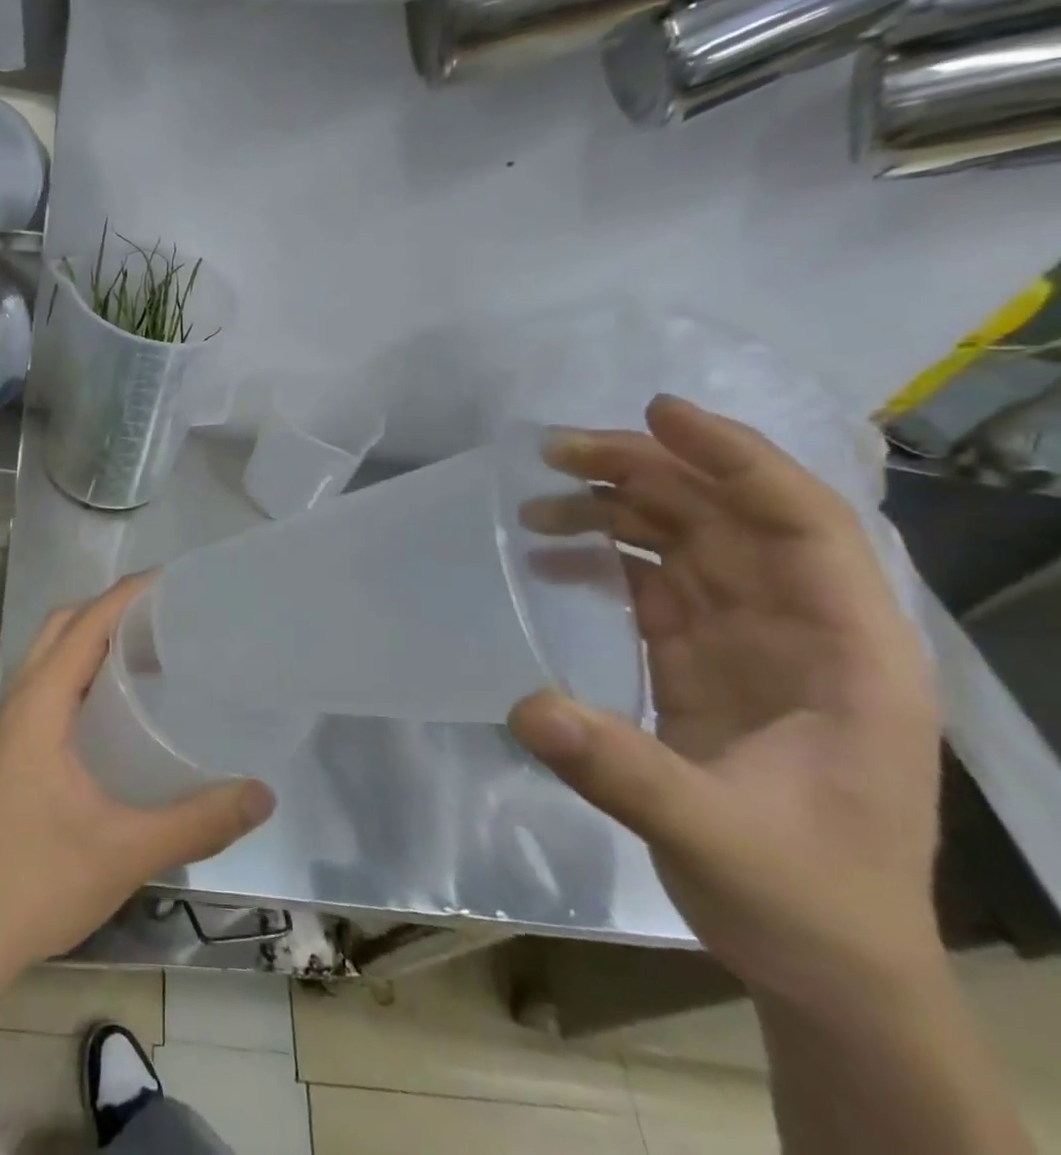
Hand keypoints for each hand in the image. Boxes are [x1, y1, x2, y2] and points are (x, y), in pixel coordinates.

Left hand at [0, 576, 276, 980]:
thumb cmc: (42, 881)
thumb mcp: (128, 850)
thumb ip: (199, 820)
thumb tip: (263, 793)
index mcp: (40, 705)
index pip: (85, 625)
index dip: (125, 595)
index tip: (170, 580)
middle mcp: (20, 701)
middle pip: (62, 626)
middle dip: (109, 608)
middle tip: (165, 617)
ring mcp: (12, 725)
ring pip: (51, 653)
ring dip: (92, 636)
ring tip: (149, 649)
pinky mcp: (14, 748)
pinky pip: (49, 683)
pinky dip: (81, 668)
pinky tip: (119, 703)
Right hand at [507, 396, 942, 1008]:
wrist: (822, 961)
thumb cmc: (806, 899)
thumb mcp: (720, 839)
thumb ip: (626, 771)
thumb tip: (527, 706)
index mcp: (850, 653)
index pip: (804, 525)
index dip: (737, 460)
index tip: (657, 415)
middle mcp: (802, 629)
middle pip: (729, 518)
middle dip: (649, 472)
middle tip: (557, 452)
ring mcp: (750, 642)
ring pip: (687, 541)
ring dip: (619, 507)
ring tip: (540, 498)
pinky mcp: (704, 660)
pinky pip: (654, 583)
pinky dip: (605, 558)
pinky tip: (552, 553)